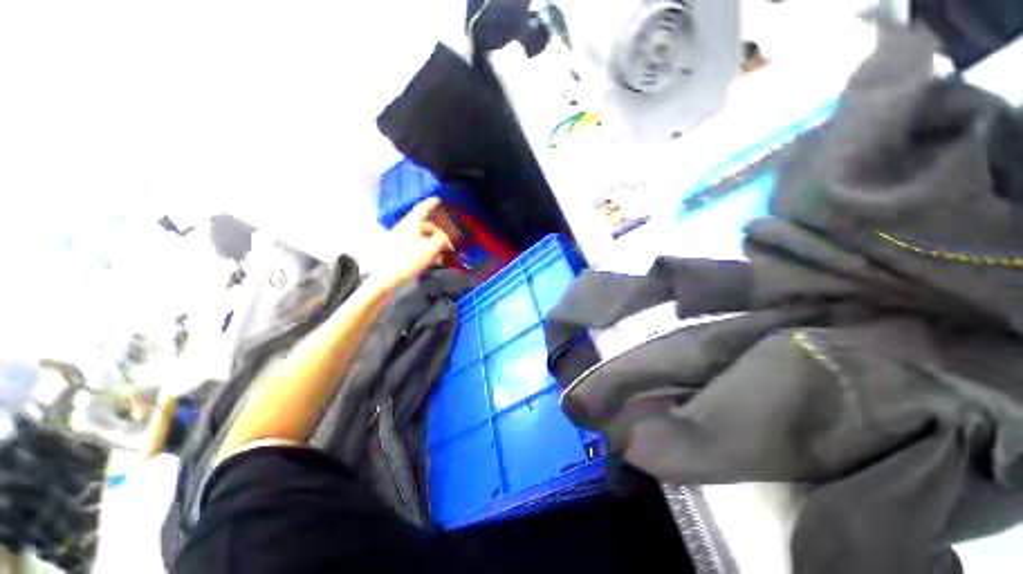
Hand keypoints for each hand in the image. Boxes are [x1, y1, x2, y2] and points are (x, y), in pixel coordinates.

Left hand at [376, 198, 453, 288]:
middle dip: (438, 233)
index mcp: (411, 224)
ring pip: (422, 238)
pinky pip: (417, 247)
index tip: (438, 200)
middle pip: (425, 226)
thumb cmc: (408, 259)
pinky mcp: (399, 252)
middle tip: (449, 243)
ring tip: (443, 255)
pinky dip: (427, 251)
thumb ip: (441, 239)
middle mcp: (405, 229)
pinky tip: (434, 261)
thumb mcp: (430, 248)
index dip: (431, 203)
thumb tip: (445, 237)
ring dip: (434, 244)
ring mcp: (401, 240)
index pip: (422, 208)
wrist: (386, 278)